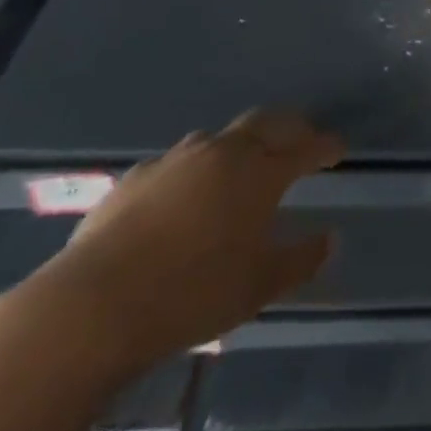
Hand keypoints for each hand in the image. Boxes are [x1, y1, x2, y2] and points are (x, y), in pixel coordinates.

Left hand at [33, 111, 343, 368]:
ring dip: (241, 144)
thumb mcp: (260, 286)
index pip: (306, 146)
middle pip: (266, 123)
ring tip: (244, 166)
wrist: (92, 307)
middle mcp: (223, 152)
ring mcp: (176, 160)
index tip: (338, 149)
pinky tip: (186, 195)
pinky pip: (179, 161)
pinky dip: (196, 169)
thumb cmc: (192, 293)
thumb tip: (329, 238)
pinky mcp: (135, 177)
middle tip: (301, 141)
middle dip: (290, 128)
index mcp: (260, 171)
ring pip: (220, 137)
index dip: (326, 146)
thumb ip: (301, 259)